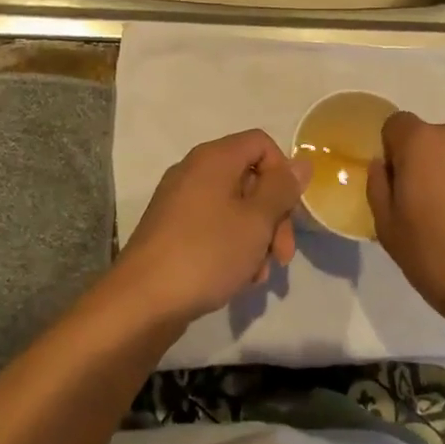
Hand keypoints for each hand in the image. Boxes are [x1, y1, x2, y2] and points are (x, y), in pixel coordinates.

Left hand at [119, 129, 310, 322]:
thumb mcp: (256, 221)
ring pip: (234, 208)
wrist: (143, 300)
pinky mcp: (172, 229)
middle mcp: (194, 171)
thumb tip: (301, 162)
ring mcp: (180, 201)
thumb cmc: (207, 253)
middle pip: (250, 178)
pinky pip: (213, 226)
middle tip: (282, 256)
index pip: (261, 143)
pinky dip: (231, 246)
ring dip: (255, 238)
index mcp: (214, 158)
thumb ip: (282, 189)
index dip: (282, 173)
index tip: (289, 211)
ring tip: (258, 276)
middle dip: (273, 216)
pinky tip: (237, 279)